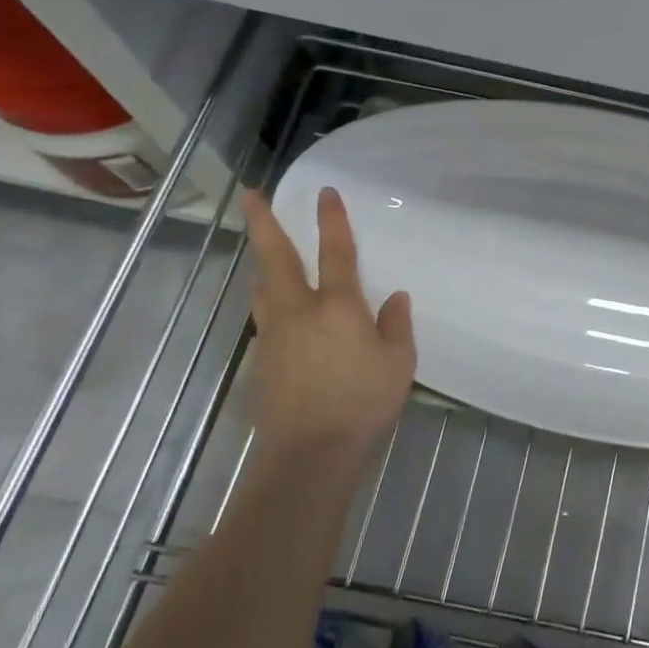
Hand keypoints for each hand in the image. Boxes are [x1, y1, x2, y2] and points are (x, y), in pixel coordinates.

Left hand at [241, 186, 415, 463]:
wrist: (309, 454)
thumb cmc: (363, 404)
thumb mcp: (398, 363)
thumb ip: (396, 325)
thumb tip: (394, 297)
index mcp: (338, 307)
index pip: (336, 252)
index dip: (332, 220)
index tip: (325, 193)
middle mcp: (300, 311)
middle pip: (277, 258)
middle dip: (264, 223)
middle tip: (250, 196)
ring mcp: (275, 336)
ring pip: (263, 288)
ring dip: (261, 265)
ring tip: (260, 254)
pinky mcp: (262, 361)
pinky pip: (264, 319)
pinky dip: (268, 303)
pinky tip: (276, 312)